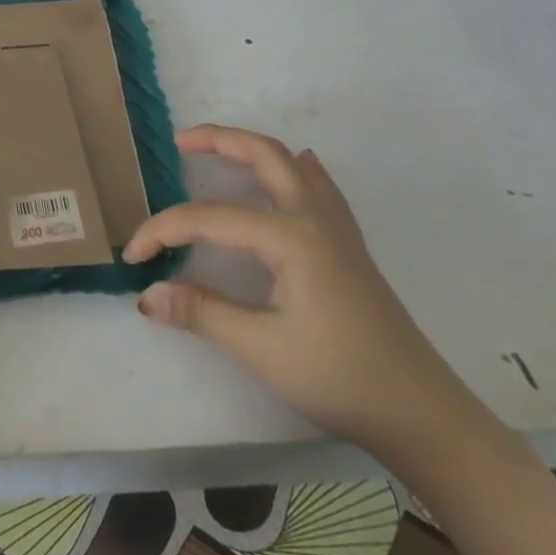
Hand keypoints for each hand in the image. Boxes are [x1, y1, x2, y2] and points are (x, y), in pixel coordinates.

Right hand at [123, 125, 473, 460]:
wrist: (422, 414)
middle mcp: (313, 218)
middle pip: (263, 155)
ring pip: (292, 165)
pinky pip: (318, 187)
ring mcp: (337, 229)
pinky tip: (292, 172)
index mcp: (290, 236)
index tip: (133, 255)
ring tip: (218, 151)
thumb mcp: (262, 349)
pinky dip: (293, 169)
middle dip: (218, 140)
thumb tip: (146, 295)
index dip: (164, 230)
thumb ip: (201, 312)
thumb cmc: (340, 378)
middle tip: (178, 142)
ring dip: (252, 149)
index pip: (208, 218)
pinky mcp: (349, 246)